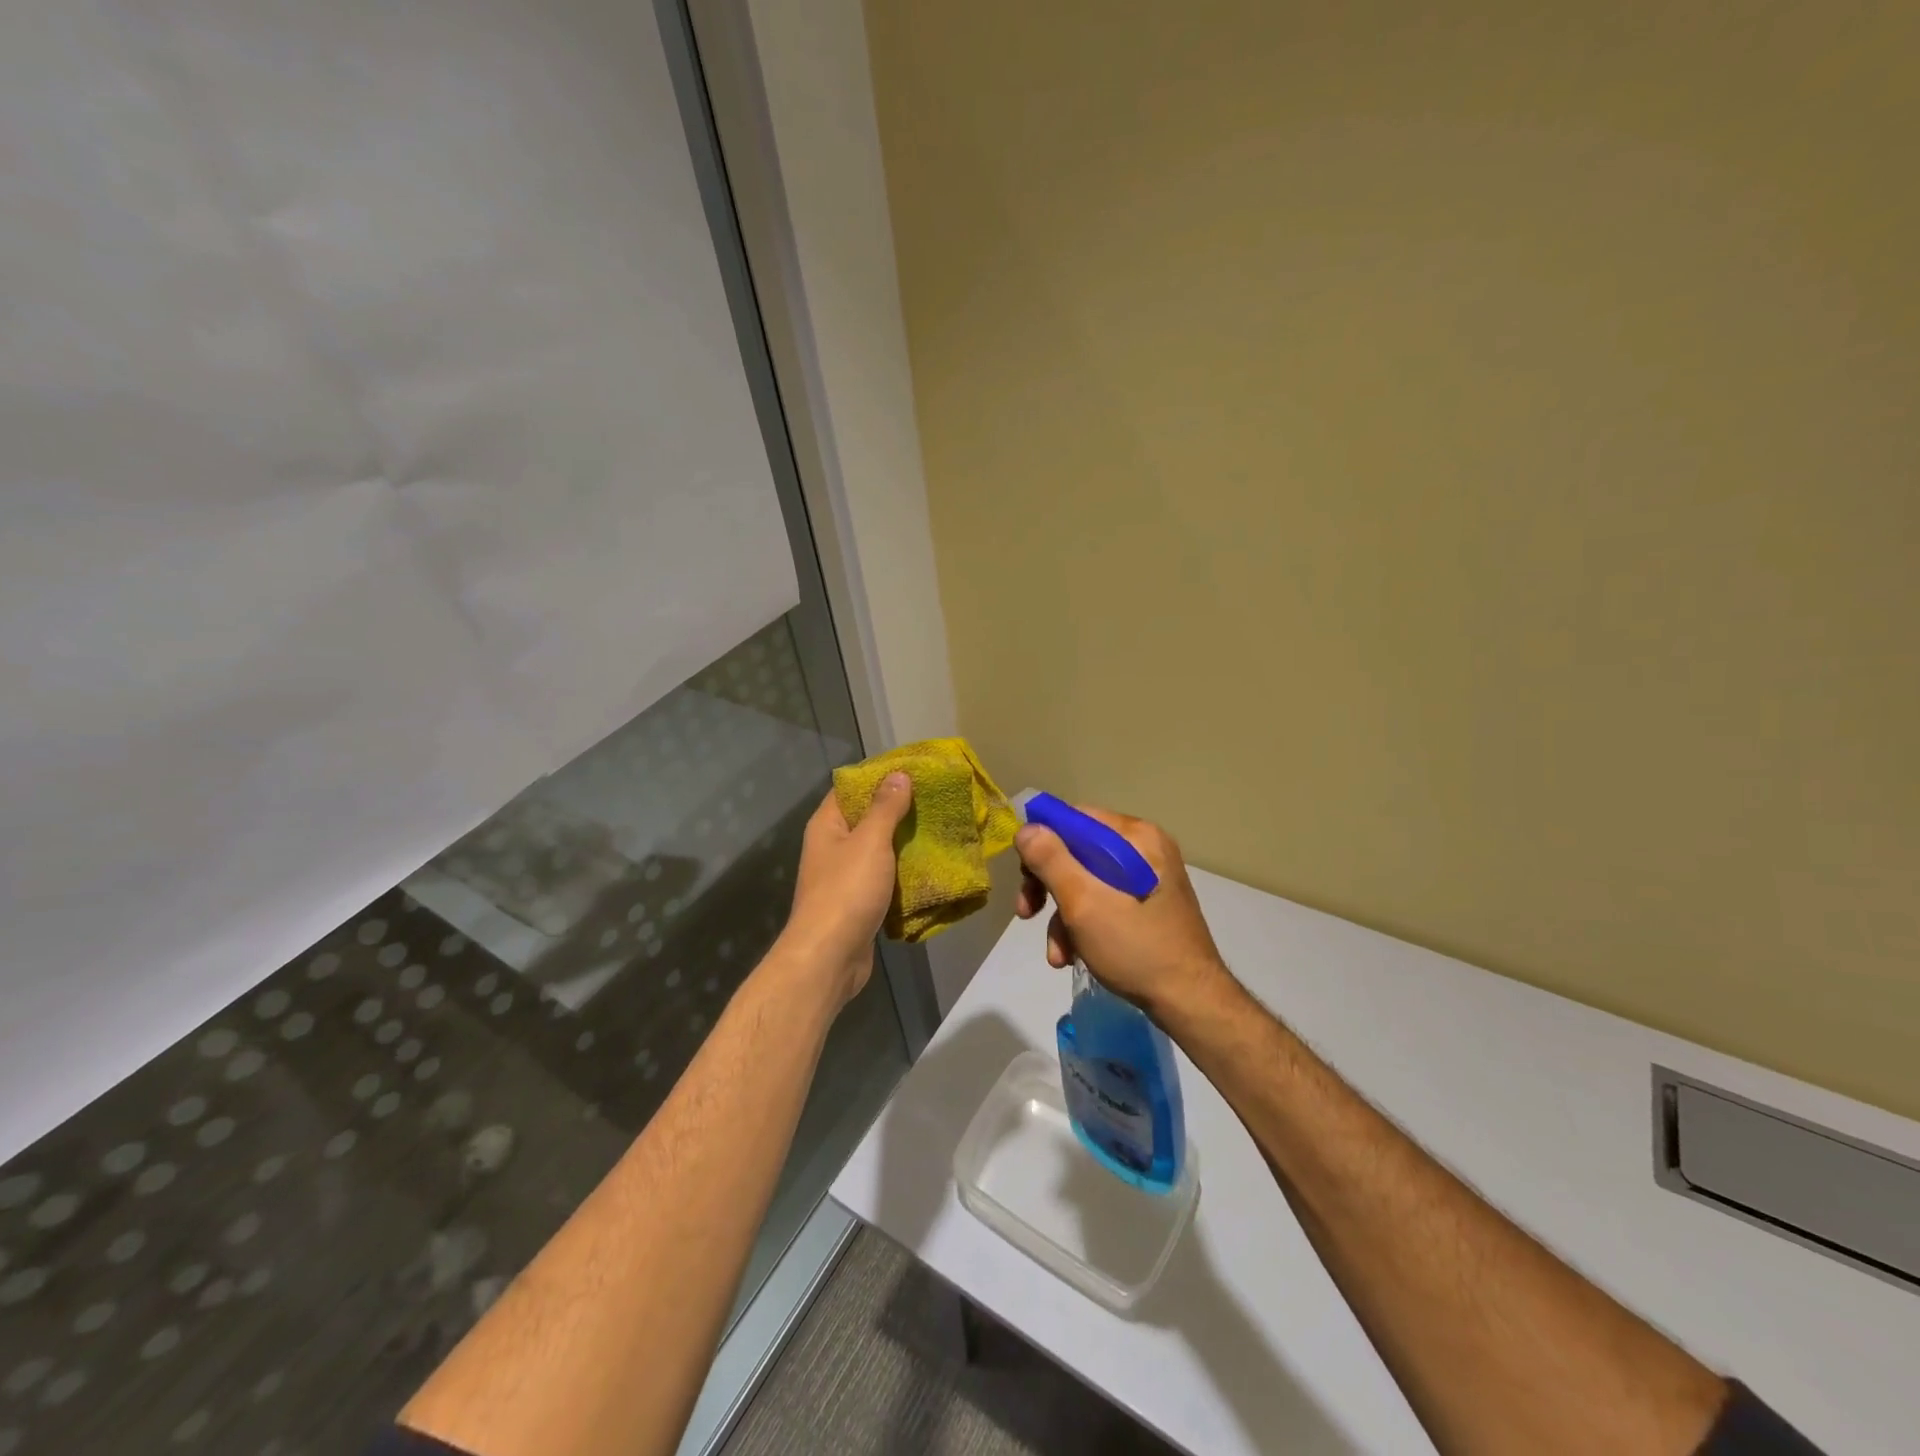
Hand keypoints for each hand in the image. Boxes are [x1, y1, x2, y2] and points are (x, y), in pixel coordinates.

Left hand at [776, 772, 913, 1005]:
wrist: (829, 958)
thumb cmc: (846, 891)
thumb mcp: (870, 841)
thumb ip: (885, 808)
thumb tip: (898, 774)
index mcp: (827, 825)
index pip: (851, 788)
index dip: (879, 777)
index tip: (914, 770)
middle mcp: (832, 846)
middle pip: (867, 819)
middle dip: (899, 811)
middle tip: (935, 800)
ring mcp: (844, 876)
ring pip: (878, 851)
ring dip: (904, 843)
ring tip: (939, 829)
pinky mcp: (859, 902)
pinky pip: (884, 878)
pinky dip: (903, 873)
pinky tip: (930, 867)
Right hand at [1015, 804, 1229, 1018]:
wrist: (1192, 1002)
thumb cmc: (1136, 947)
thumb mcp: (1084, 902)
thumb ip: (1051, 860)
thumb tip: (1026, 829)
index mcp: (1136, 837)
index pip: (1075, 819)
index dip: (1043, 841)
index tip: (1023, 874)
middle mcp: (1144, 849)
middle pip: (1078, 851)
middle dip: (1048, 886)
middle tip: (1026, 912)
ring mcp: (1148, 878)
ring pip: (1087, 881)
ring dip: (1062, 916)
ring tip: (1057, 954)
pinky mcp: (1148, 904)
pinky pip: (1104, 900)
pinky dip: (1083, 925)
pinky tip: (1073, 957)